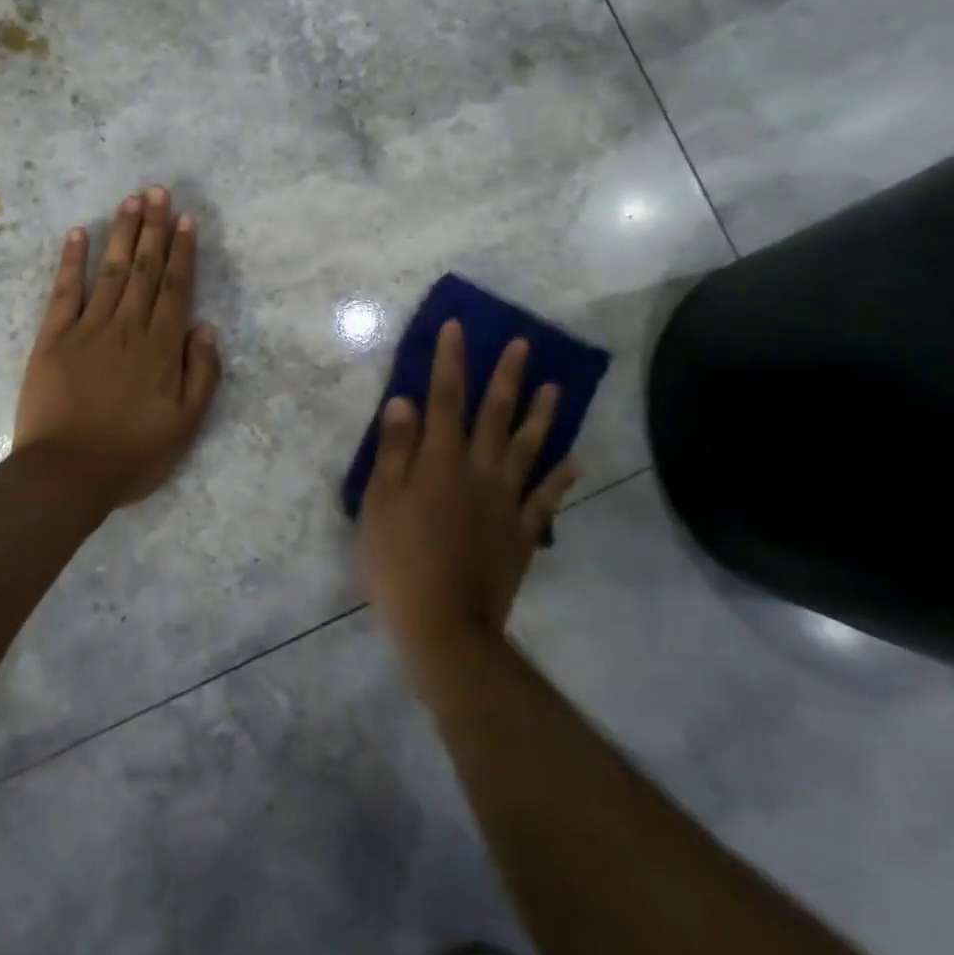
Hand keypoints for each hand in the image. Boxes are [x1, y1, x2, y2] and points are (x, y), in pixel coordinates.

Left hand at [14, 186, 222, 514]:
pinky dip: (71, 261)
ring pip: (110, 271)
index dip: (182, 251)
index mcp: (160, 347)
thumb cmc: (132, 455)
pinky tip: (78, 234)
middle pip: (144, 268)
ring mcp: (87, 328)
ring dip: (122, 233)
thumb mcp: (185, 426)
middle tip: (158, 191)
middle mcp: (127, 327)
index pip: (175, 287)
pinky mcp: (52, 337)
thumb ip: (201, 374)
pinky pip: (64, 291)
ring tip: (131, 200)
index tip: (186, 219)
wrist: (66, 474)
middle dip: (154, 228)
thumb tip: (205, 327)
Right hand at [358, 321, 578, 659]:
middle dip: (506, 376)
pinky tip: (574, 459)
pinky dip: (560, 477)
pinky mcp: (522, 533)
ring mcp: (506, 502)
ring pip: (527, 448)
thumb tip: (404, 401)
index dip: (449, 361)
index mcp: (440, 461)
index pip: (445, 399)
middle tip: (523, 343)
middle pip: (495, 415)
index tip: (457, 328)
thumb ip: (394, 450)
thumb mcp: (380, 502)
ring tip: (555, 387)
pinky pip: (546, 498)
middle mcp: (478, 471)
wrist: (445, 626)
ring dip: (541, 415)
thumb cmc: (399, 561)